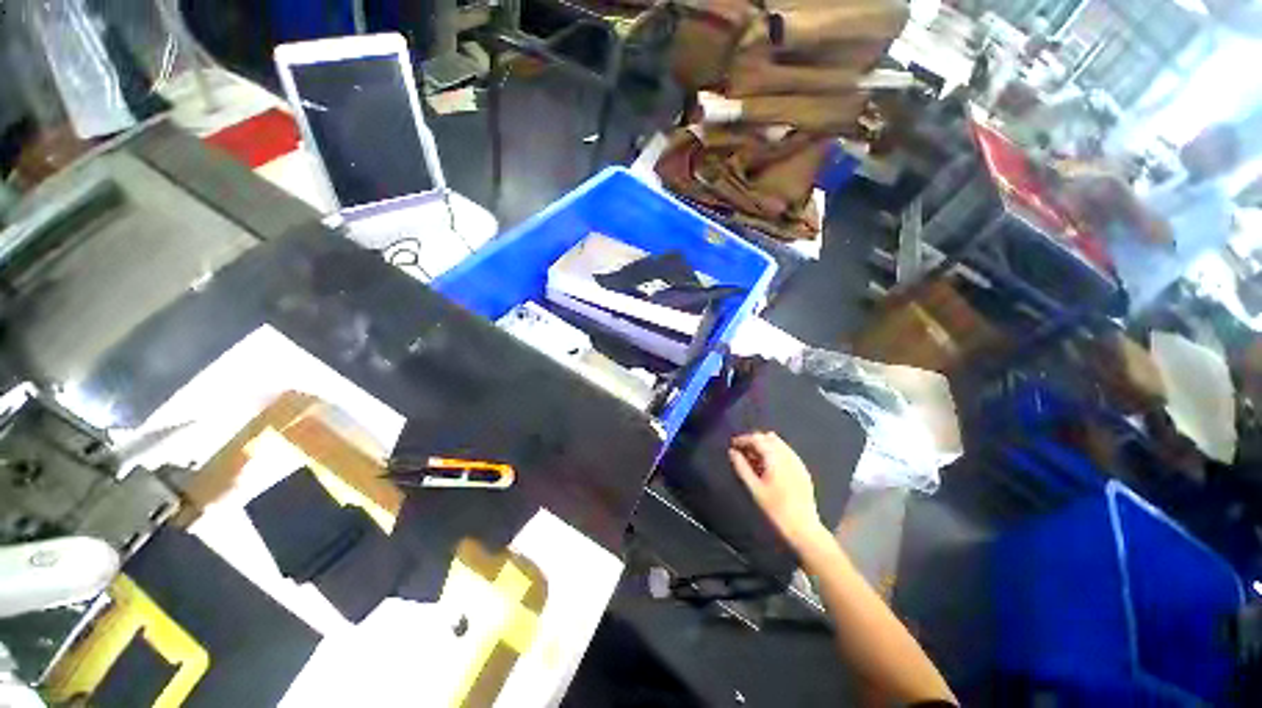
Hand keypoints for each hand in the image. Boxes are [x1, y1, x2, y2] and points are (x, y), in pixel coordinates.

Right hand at [729, 431, 827, 550]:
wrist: (803, 528)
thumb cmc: (775, 509)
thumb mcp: (754, 488)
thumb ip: (741, 467)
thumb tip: (732, 452)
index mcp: (776, 458)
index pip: (757, 439)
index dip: (743, 439)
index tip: (732, 444)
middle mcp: (788, 455)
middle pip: (768, 438)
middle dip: (753, 441)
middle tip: (741, 451)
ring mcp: (797, 462)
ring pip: (779, 444)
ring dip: (764, 446)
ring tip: (753, 458)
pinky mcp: (803, 470)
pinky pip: (787, 453)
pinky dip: (775, 453)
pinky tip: (768, 465)